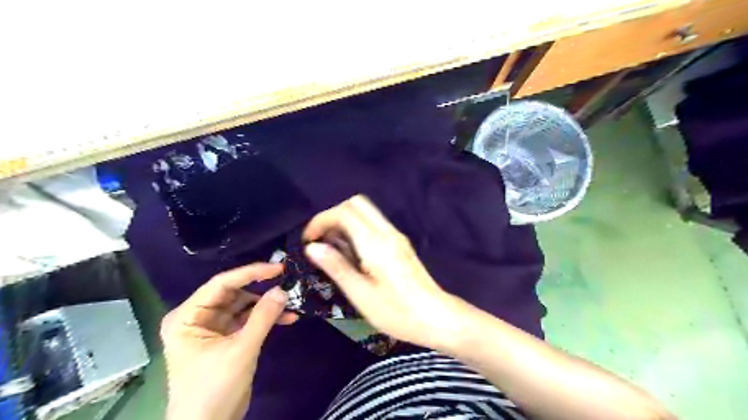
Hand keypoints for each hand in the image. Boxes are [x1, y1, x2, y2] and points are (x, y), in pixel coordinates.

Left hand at [161, 262, 298, 419]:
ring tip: (292, 301)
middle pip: (234, 293)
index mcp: (187, 316)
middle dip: (262, 289)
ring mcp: (214, 327)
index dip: (250, 273)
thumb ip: (262, 317)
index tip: (278, 267)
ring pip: (245, 305)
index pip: (221, 284)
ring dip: (267, 304)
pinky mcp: (228, 338)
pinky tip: (288, 318)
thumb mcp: (240, 350)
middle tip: (288, 281)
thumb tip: (282, 290)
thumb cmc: (213, 388)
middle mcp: (198, 317)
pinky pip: (249, 320)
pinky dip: (267, 318)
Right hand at [300, 195, 464, 349]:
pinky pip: (374, 224)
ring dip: (345, 221)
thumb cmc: (397, 311)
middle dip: (333, 215)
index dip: (321, 220)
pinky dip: (357, 228)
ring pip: (366, 212)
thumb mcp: (361, 294)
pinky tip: (352, 252)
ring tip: (332, 248)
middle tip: (320, 239)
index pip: (344, 212)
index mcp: (375, 242)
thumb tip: (312, 247)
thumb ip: (337, 266)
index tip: (308, 240)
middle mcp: (387, 232)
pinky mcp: (400, 243)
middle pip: (356, 204)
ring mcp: (396, 236)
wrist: (436, 317)